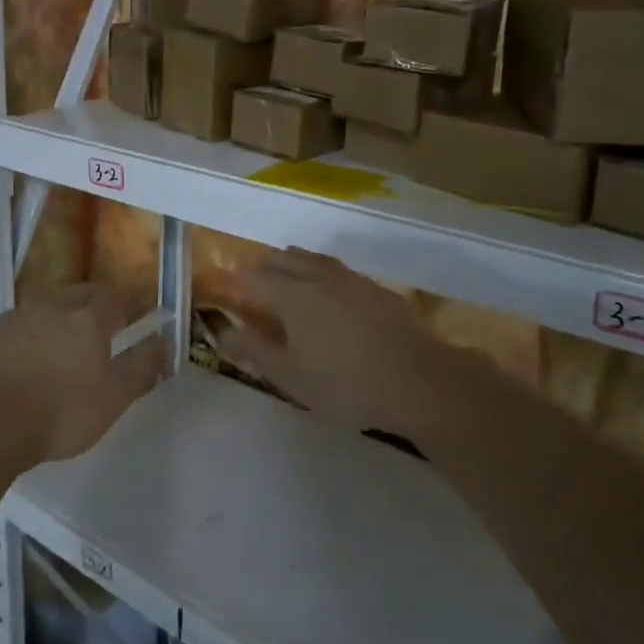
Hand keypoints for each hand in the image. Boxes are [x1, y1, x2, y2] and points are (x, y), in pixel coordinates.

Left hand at [0, 283, 165, 465]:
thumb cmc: (63, 411)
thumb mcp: (116, 396)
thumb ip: (142, 365)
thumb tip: (162, 341)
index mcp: (87, 316)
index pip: (111, 296)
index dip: (120, 309)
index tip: (123, 330)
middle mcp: (53, 305)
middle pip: (78, 294)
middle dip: (90, 309)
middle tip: (95, 340)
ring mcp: (18, 317)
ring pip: (46, 307)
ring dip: (58, 321)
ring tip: (59, 354)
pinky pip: (20, 326)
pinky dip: (30, 337)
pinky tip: (27, 364)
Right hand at [223, 249, 457, 439]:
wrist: (419, 380)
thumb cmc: (345, 383)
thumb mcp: (290, 376)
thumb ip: (254, 350)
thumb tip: (224, 331)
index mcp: (292, 294)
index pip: (254, 277)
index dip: (237, 281)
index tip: (226, 288)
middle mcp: (318, 276)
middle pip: (284, 260)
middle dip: (264, 267)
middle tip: (253, 282)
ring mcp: (351, 279)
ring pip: (313, 259)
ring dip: (294, 264)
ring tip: (287, 277)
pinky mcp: (377, 290)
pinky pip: (339, 271)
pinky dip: (322, 274)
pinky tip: (330, 293)